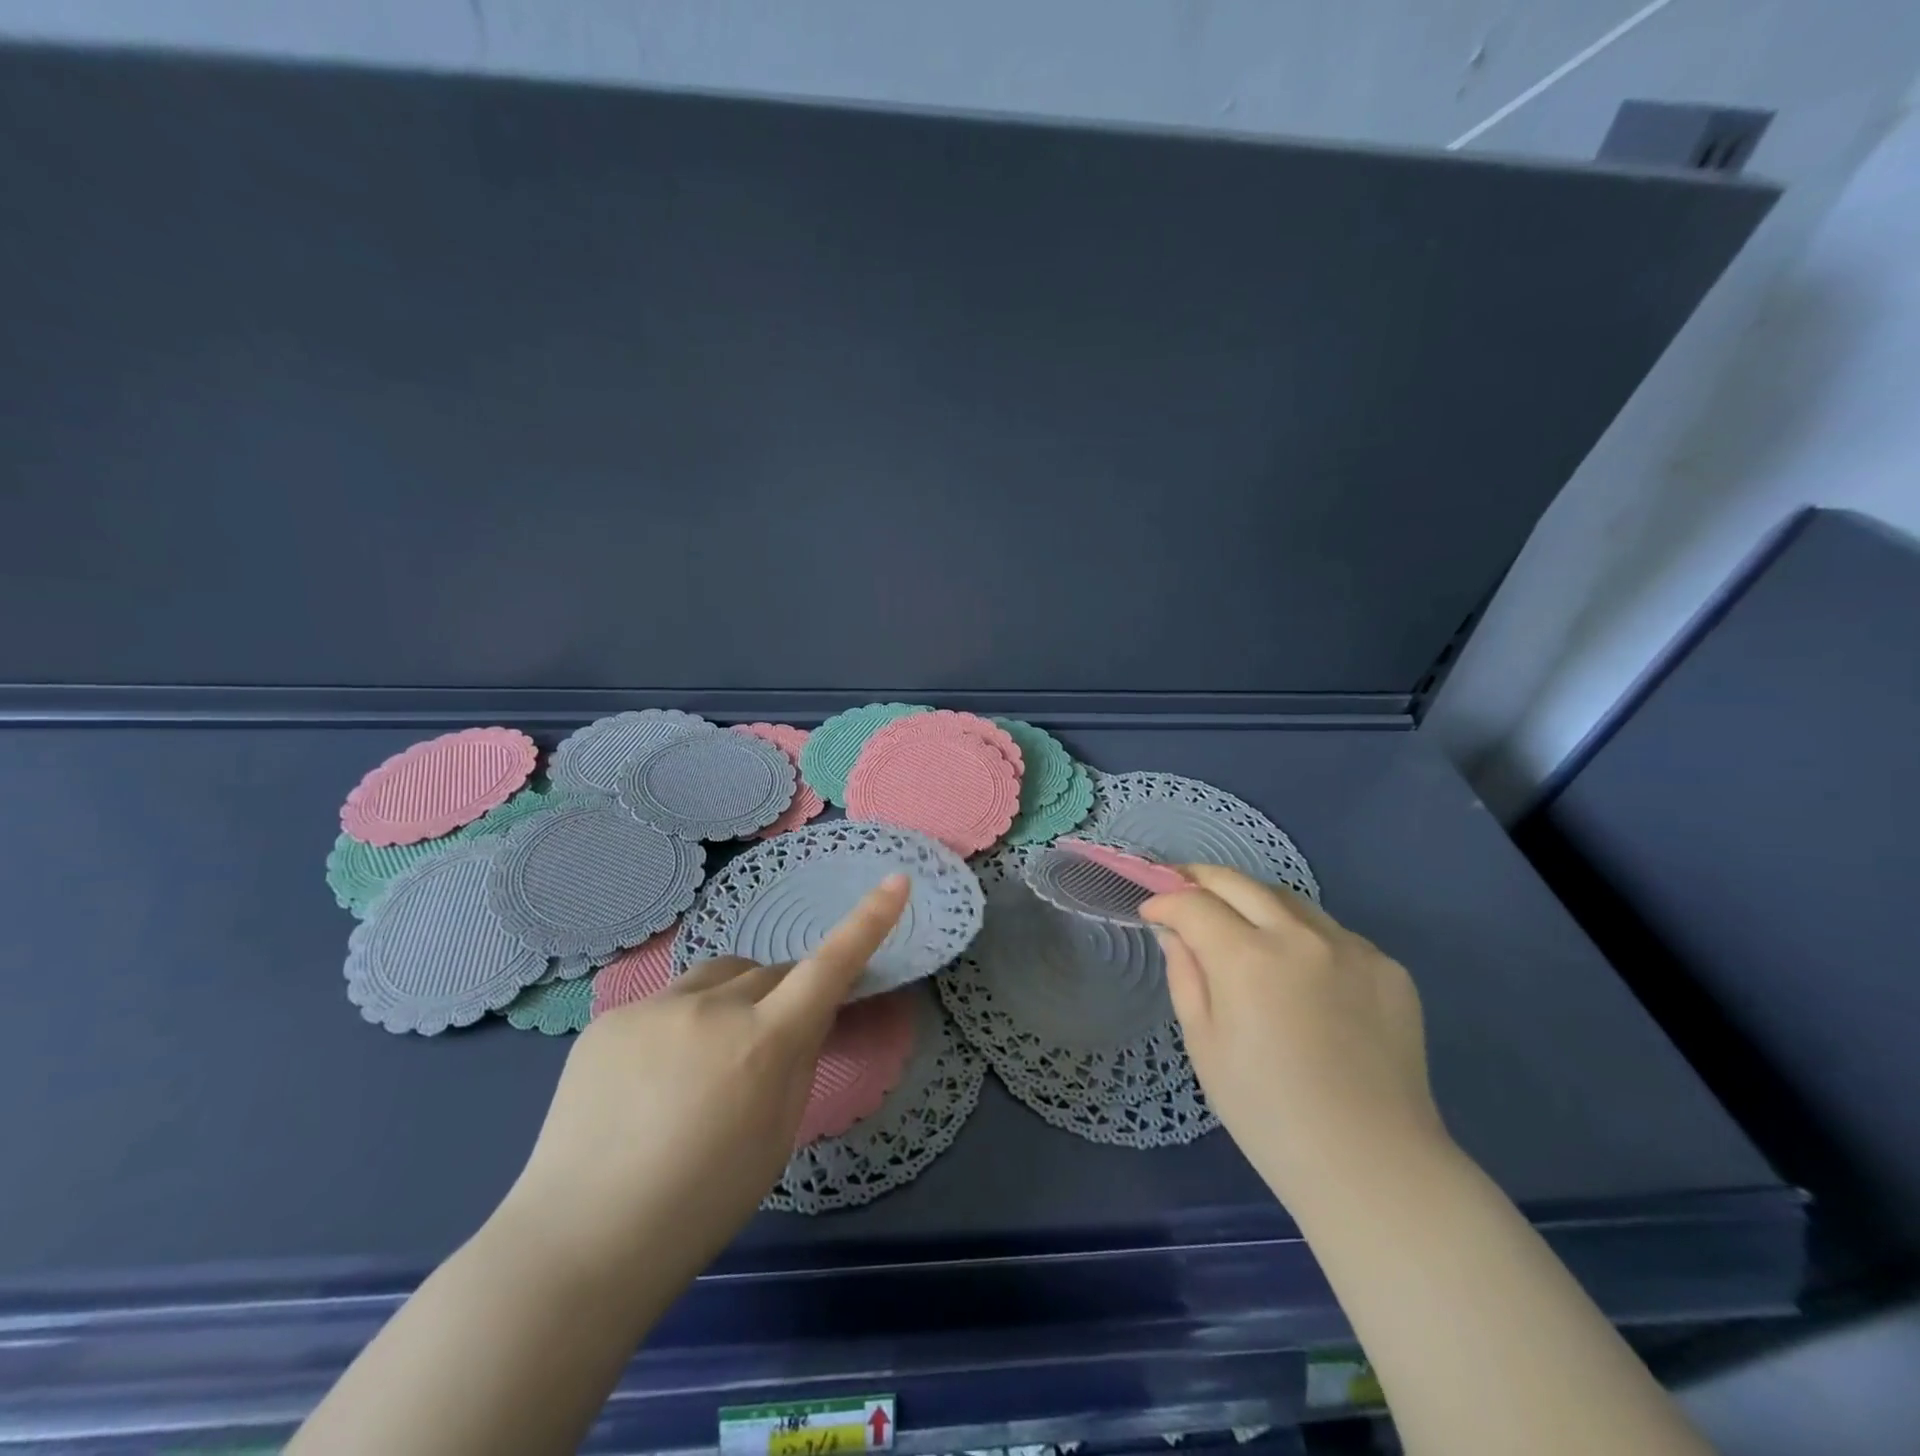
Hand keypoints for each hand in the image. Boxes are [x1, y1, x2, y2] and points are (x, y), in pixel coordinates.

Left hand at [499, 875, 911, 1272]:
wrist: (581, 1243)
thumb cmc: (702, 1203)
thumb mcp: (777, 1133)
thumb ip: (797, 1059)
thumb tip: (803, 1016)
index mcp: (764, 1043)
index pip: (830, 966)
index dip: (868, 921)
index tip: (896, 881)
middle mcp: (713, 1007)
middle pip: (768, 974)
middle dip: (780, 998)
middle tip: (765, 1051)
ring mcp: (655, 1006)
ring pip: (718, 977)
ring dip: (731, 1000)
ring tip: (704, 1062)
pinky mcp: (611, 1018)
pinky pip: (666, 1002)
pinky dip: (678, 1025)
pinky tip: (649, 1080)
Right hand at [1141, 865, 1445, 1204]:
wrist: (1372, 1165)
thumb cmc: (1268, 1113)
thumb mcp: (1204, 1045)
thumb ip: (1185, 976)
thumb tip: (1175, 933)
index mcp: (1247, 959)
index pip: (1194, 904)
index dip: (1165, 902)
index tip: (1151, 912)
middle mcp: (1300, 937)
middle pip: (1239, 882)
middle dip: (1200, 879)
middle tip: (1182, 889)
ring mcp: (1351, 948)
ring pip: (1289, 899)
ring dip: (1253, 901)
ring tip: (1237, 923)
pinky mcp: (1388, 967)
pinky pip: (1332, 933)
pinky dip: (1302, 936)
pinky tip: (1298, 971)